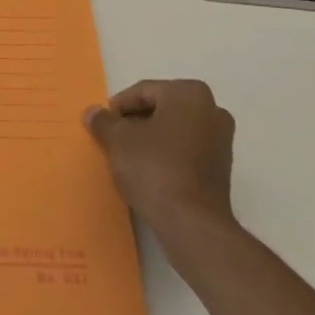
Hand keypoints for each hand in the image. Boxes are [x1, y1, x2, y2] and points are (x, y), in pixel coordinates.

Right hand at [84, 79, 235, 236]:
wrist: (192, 223)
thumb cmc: (154, 168)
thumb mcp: (118, 140)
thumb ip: (104, 121)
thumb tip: (93, 112)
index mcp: (189, 93)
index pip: (144, 91)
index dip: (119, 107)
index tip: (103, 124)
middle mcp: (212, 109)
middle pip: (161, 108)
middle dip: (136, 121)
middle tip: (113, 138)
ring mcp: (221, 139)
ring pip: (175, 130)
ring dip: (151, 138)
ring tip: (128, 156)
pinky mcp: (222, 167)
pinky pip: (186, 150)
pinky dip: (167, 154)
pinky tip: (148, 171)